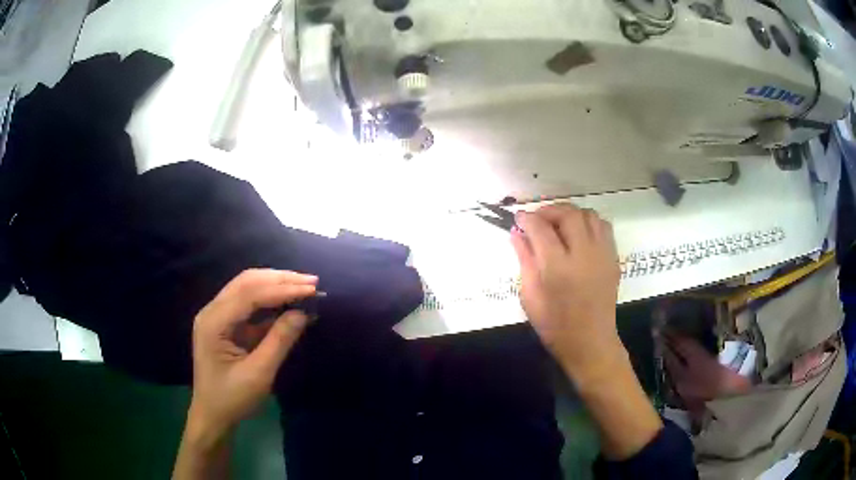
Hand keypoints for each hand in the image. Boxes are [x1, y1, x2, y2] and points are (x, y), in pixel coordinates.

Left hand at [187, 269, 316, 439]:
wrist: (213, 416)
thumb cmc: (232, 399)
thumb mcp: (259, 374)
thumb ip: (279, 341)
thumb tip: (303, 312)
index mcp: (214, 322)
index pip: (249, 294)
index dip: (281, 289)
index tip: (310, 289)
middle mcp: (212, 311)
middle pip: (246, 283)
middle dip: (279, 280)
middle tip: (311, 281)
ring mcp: (217, 316)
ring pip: (247, 288)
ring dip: (275, 285)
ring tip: (303, 286)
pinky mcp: (225, 325)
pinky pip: (248, 304)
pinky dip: (270, 301)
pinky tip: (289, 302)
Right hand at [512, 205, 662, 460]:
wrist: (590, 342)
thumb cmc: (555, 325)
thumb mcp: (530, 296)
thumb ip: (524, 260)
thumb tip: (517, 233)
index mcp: (558, 268)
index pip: (540, 228)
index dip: (527, 219)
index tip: (518, 218)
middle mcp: (583, 255)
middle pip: (568, 214)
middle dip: (549, 211)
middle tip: (538, 220)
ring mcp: (602, 254)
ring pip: (588, 215)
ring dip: (570, 213)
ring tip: (558, 225)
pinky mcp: (613, 258)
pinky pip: (603, 226)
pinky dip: (588, 222)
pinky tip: (578, 234)